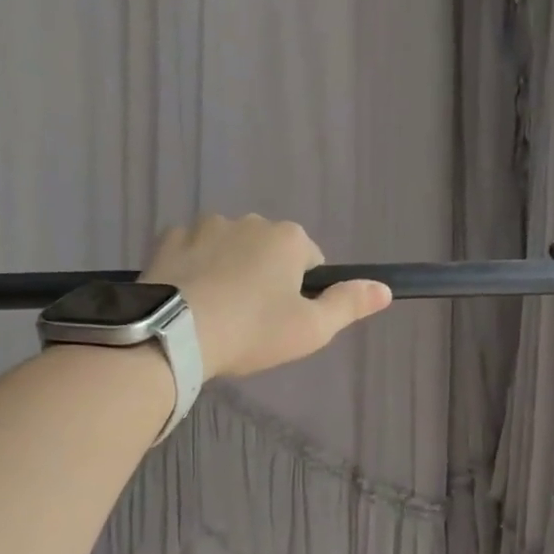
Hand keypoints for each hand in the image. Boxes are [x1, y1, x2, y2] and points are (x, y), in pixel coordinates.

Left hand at [141, 215, 391, 379]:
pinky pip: (191, 251)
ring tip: (217, 311)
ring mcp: (204, 226)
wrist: (175, 333)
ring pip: (228, 248)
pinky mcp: (168, 239)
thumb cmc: (253, 331)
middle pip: (267, 250)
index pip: (309, 259)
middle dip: (264, 277)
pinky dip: (194, 268)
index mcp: (288, 238)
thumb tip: (385, 288)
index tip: (285, 319)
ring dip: (229, 269)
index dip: (302, 291)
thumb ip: (349, 304)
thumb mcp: (312, 328)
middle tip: (251, 320)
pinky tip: (189, 298)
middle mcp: (248, 220)